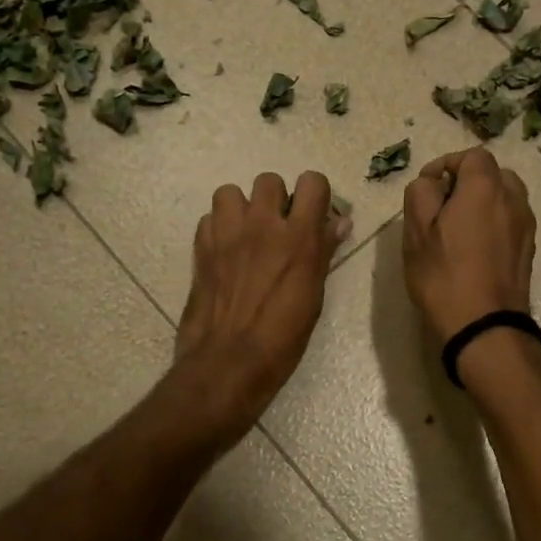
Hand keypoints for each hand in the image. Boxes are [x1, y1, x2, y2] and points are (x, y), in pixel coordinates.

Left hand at [174, 171, 350, 438]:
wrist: (228, 361)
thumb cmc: (282, 338)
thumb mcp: (313, 296)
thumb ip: (323, 252)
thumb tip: (339, 222)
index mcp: (298, 237)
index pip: (312, 182)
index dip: (314, 194)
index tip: (313, 215)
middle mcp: (262, 225)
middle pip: (269, 180)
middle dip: (275, 199)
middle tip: (277, 228)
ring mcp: (226, 234)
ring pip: (230, 192)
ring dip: (240, 208)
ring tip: (245, 234)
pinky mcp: (200, 248)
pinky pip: (208, 219)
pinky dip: (218, 229)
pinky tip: (224, 253)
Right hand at [402, 147, 535, 342]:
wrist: (485, 325)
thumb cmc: (444, 276)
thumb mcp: (417, 232)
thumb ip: (421, 193)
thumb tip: (432, 183)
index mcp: (486, 188)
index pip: (472, 156)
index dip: (447, 164)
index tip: (427, 186)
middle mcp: (514, 199)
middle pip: (493, 174)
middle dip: (467, 183)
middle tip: (442, 207)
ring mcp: (526, 226)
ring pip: (505, 199)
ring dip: (482, 204)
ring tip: (458, 229)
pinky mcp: (529, 250)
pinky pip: (510, 222)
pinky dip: (494, 224)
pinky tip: (474, 250)